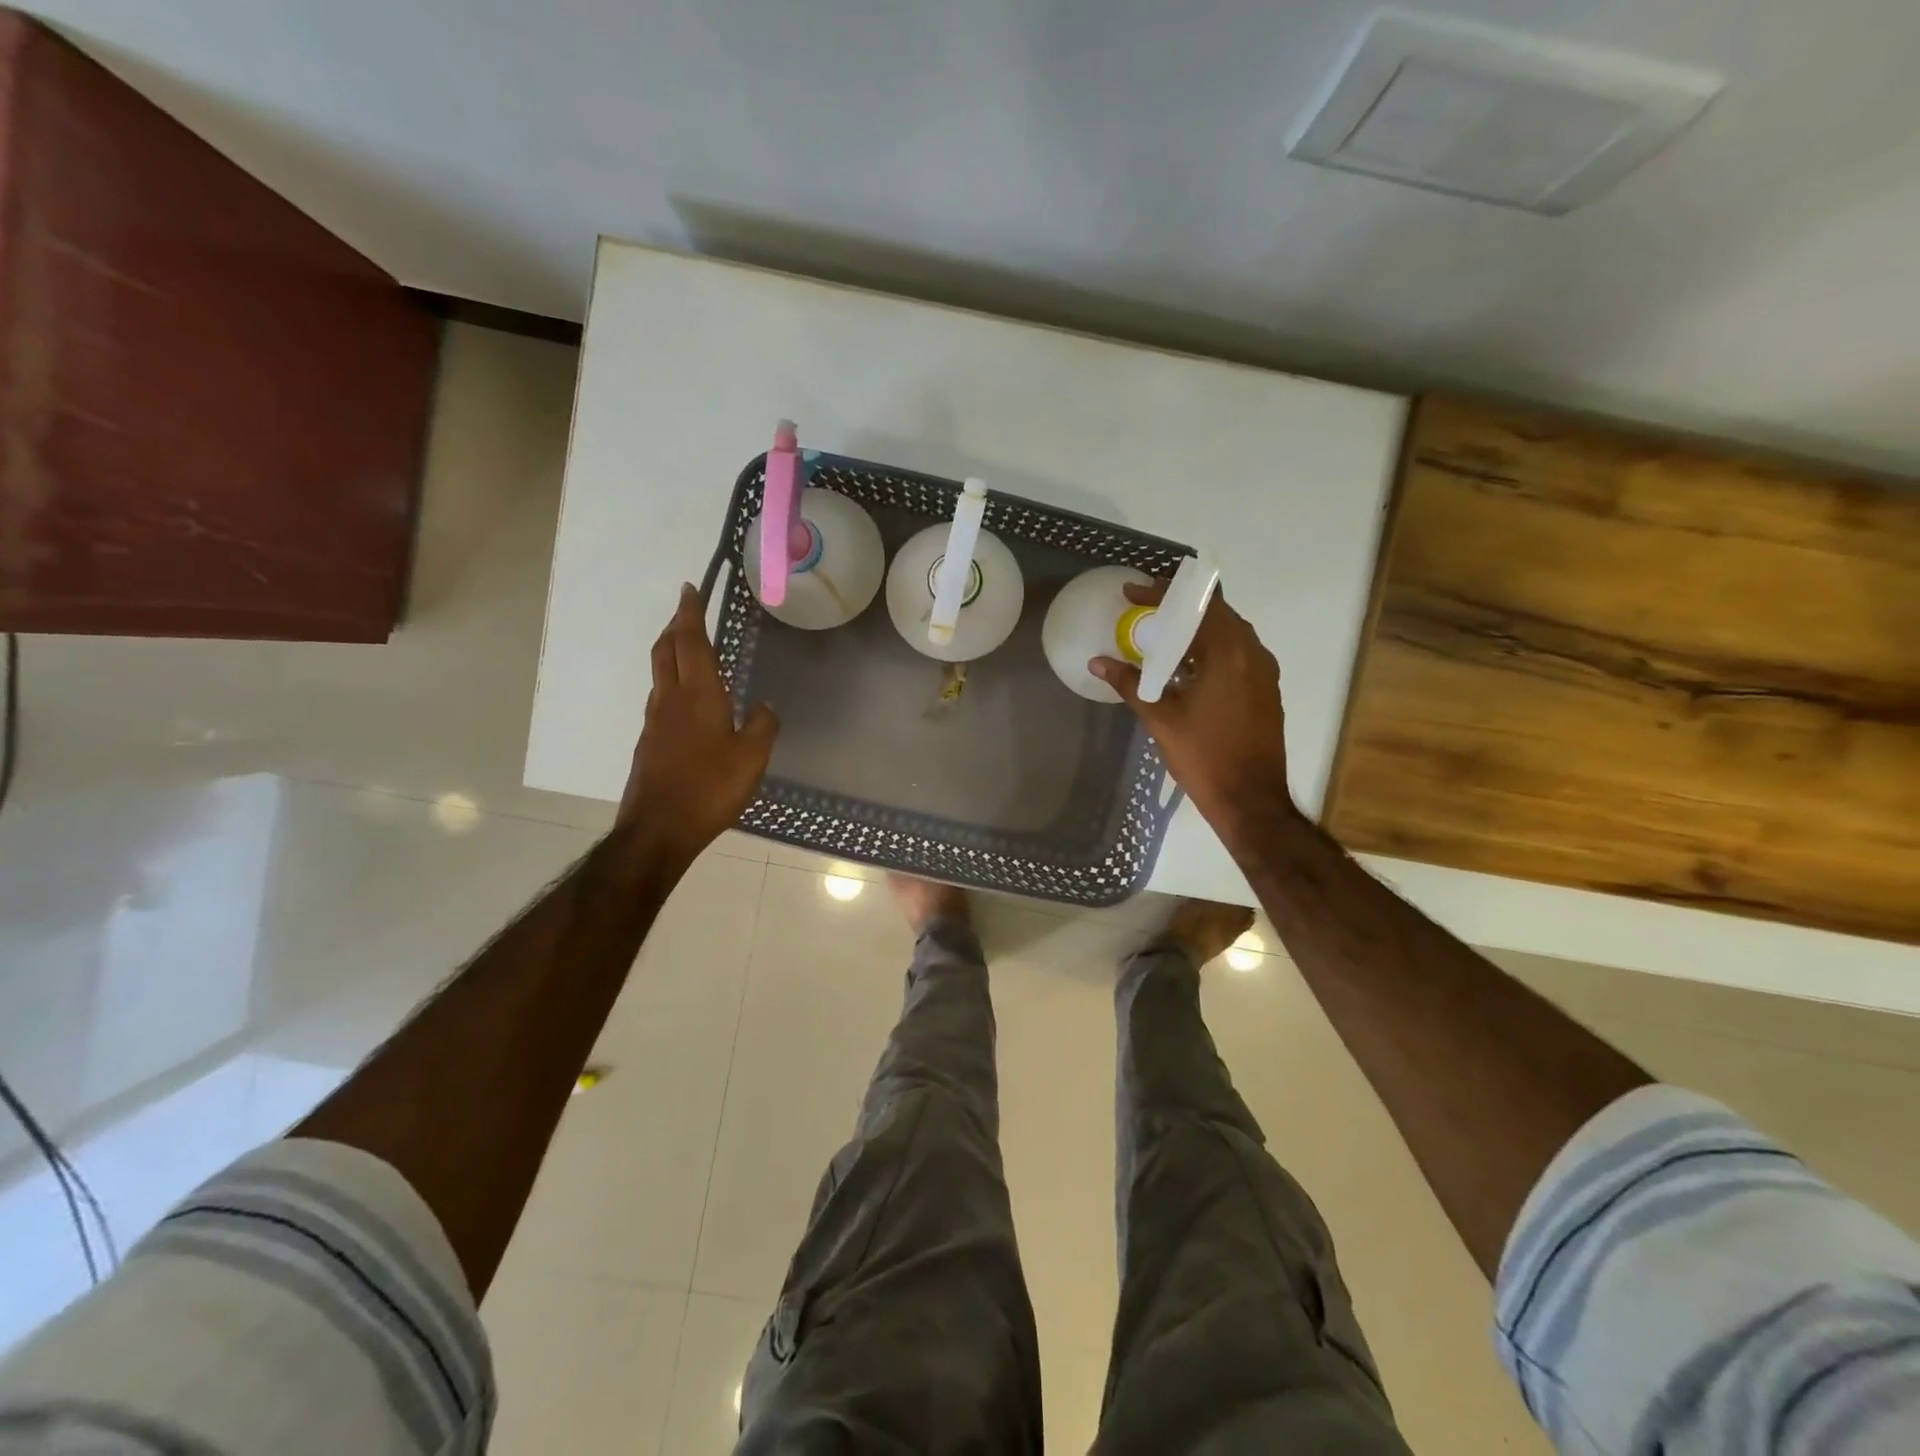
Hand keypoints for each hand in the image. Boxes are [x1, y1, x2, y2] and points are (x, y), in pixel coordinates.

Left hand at [619, 584, 778, 864]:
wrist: (658, 829)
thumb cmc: (710, 788)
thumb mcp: (752, 757)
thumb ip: (763, 725)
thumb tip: (765, 706)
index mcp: (698, 695)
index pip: (691, 642)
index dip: (690, 613)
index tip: (690, 589)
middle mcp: (670, 700)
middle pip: (665, 650)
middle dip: (675, 626)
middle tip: (687, 611)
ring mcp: (655, 722)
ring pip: (660, 674)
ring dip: (671, 652)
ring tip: (688, 648)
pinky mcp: (649, 743)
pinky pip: (661, 699)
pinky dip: (672, 683)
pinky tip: (688, 701)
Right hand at [1090, 581, 1297, 844]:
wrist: (1251, 800)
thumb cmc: (1204, 757)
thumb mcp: (1160, 719)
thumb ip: (1130, 684)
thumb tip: (1098, 661)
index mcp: (1229, 653)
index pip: (1196, 604)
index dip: (1162, 593)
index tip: (1132, 592)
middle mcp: (1252, 653)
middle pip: (1215, 613)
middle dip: (1179, 608)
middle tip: (1144, 610)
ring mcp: (1263, 672)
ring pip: (1228, 634)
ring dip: (1196, 630)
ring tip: (1161, 637)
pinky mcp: (1265, 690)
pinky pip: (1237, 655)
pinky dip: (1210, 650)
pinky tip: (1186, 668)